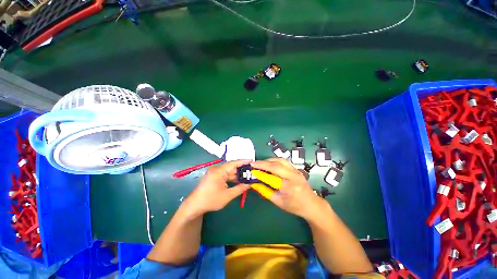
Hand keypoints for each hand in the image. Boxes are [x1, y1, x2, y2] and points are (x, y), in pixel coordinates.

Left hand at [184, 160, 250, 215]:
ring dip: (237, 175)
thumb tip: (249, 185)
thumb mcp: (227, 195)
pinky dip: (232, 178)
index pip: (233, 163)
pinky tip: (238, 181)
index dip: (243, 161)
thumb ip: (239, 189)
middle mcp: (217, 169)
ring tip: (247, 176)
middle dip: (241, 169)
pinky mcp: (214, 177)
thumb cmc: (211, 200)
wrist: (195, 205)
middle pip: (231, 167)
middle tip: (251, 171)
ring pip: (229, 172)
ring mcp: (215, 173)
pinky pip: (225, 175)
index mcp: (219, 171)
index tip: (252, 161)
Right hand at [250, 158, 326, 219]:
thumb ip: (265, 191)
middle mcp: (293, 177)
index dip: (260, 174)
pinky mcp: (296, 168)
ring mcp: (296, 171)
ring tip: (260, 163)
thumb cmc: (294, 206)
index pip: (271, 178)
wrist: (312, 204)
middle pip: (276, 166)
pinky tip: (269, 163)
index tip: (251, 171)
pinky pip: (284, 161)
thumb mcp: (278, 202)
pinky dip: (274, 160)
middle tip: (253, 163)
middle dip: (262, 163)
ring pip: (280, 160)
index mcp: (289, 188)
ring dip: (268, 160)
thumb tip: (254, 183)